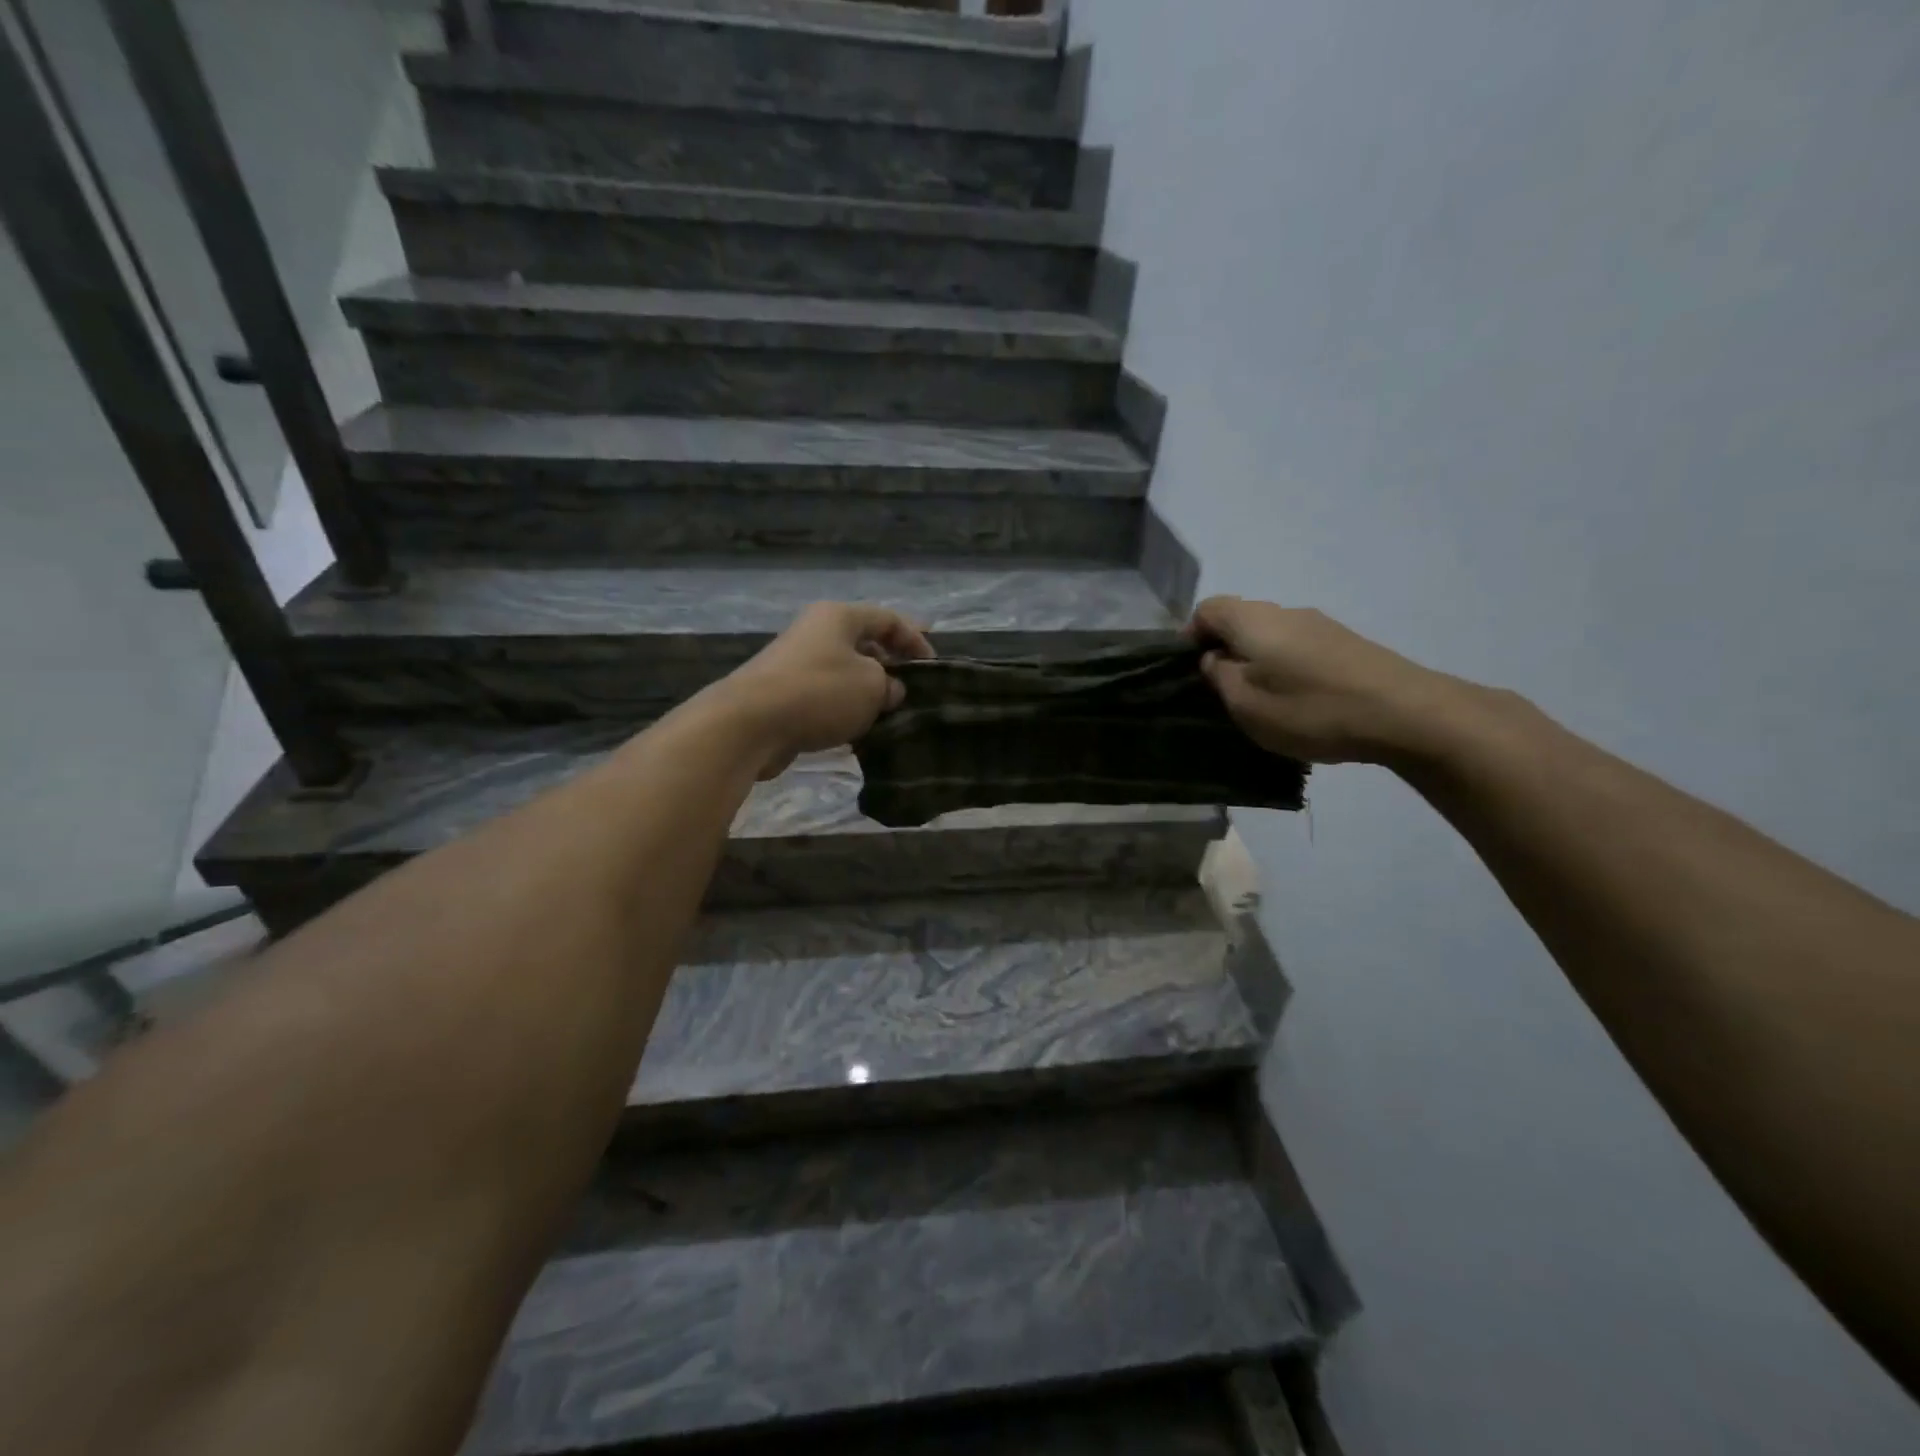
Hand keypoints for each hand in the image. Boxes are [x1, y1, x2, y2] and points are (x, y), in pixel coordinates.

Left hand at [714, 602, 934, 778]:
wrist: (750, 723)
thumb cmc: (819, 692)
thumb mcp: (872, 686)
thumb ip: (890, 684)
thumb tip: (889, 690)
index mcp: (838, 617)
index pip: (887, 618)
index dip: (915, 640)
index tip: (931, 668)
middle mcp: (816, 632)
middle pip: (864, 644)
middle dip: (890, 667)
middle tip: (910, 693)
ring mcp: (796, 663)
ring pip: (844, 673)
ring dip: (867, 693)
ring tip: (888, 716)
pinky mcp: (784, 694)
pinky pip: (825, 697)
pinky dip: (844, 710)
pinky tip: (857, 731)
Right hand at [1185, 596, 1463, 765]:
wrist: (1405, 714)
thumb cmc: (1311, 709)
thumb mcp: (1245, 704)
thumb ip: (1218, 677)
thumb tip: (1214, 659)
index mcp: (1253, 620)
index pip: (1206, 609)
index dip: (1190, 637)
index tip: (1190, 672)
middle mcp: (1284, 611)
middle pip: (1239, 620)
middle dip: (1223, 650)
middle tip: (1222, 692)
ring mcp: (1320, 624)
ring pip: (1270, 635)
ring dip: (1257, 661)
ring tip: (1261, 700)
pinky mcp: (1346, 643)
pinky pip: (1298, 648)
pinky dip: (1286, 667)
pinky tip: (1298, 701)